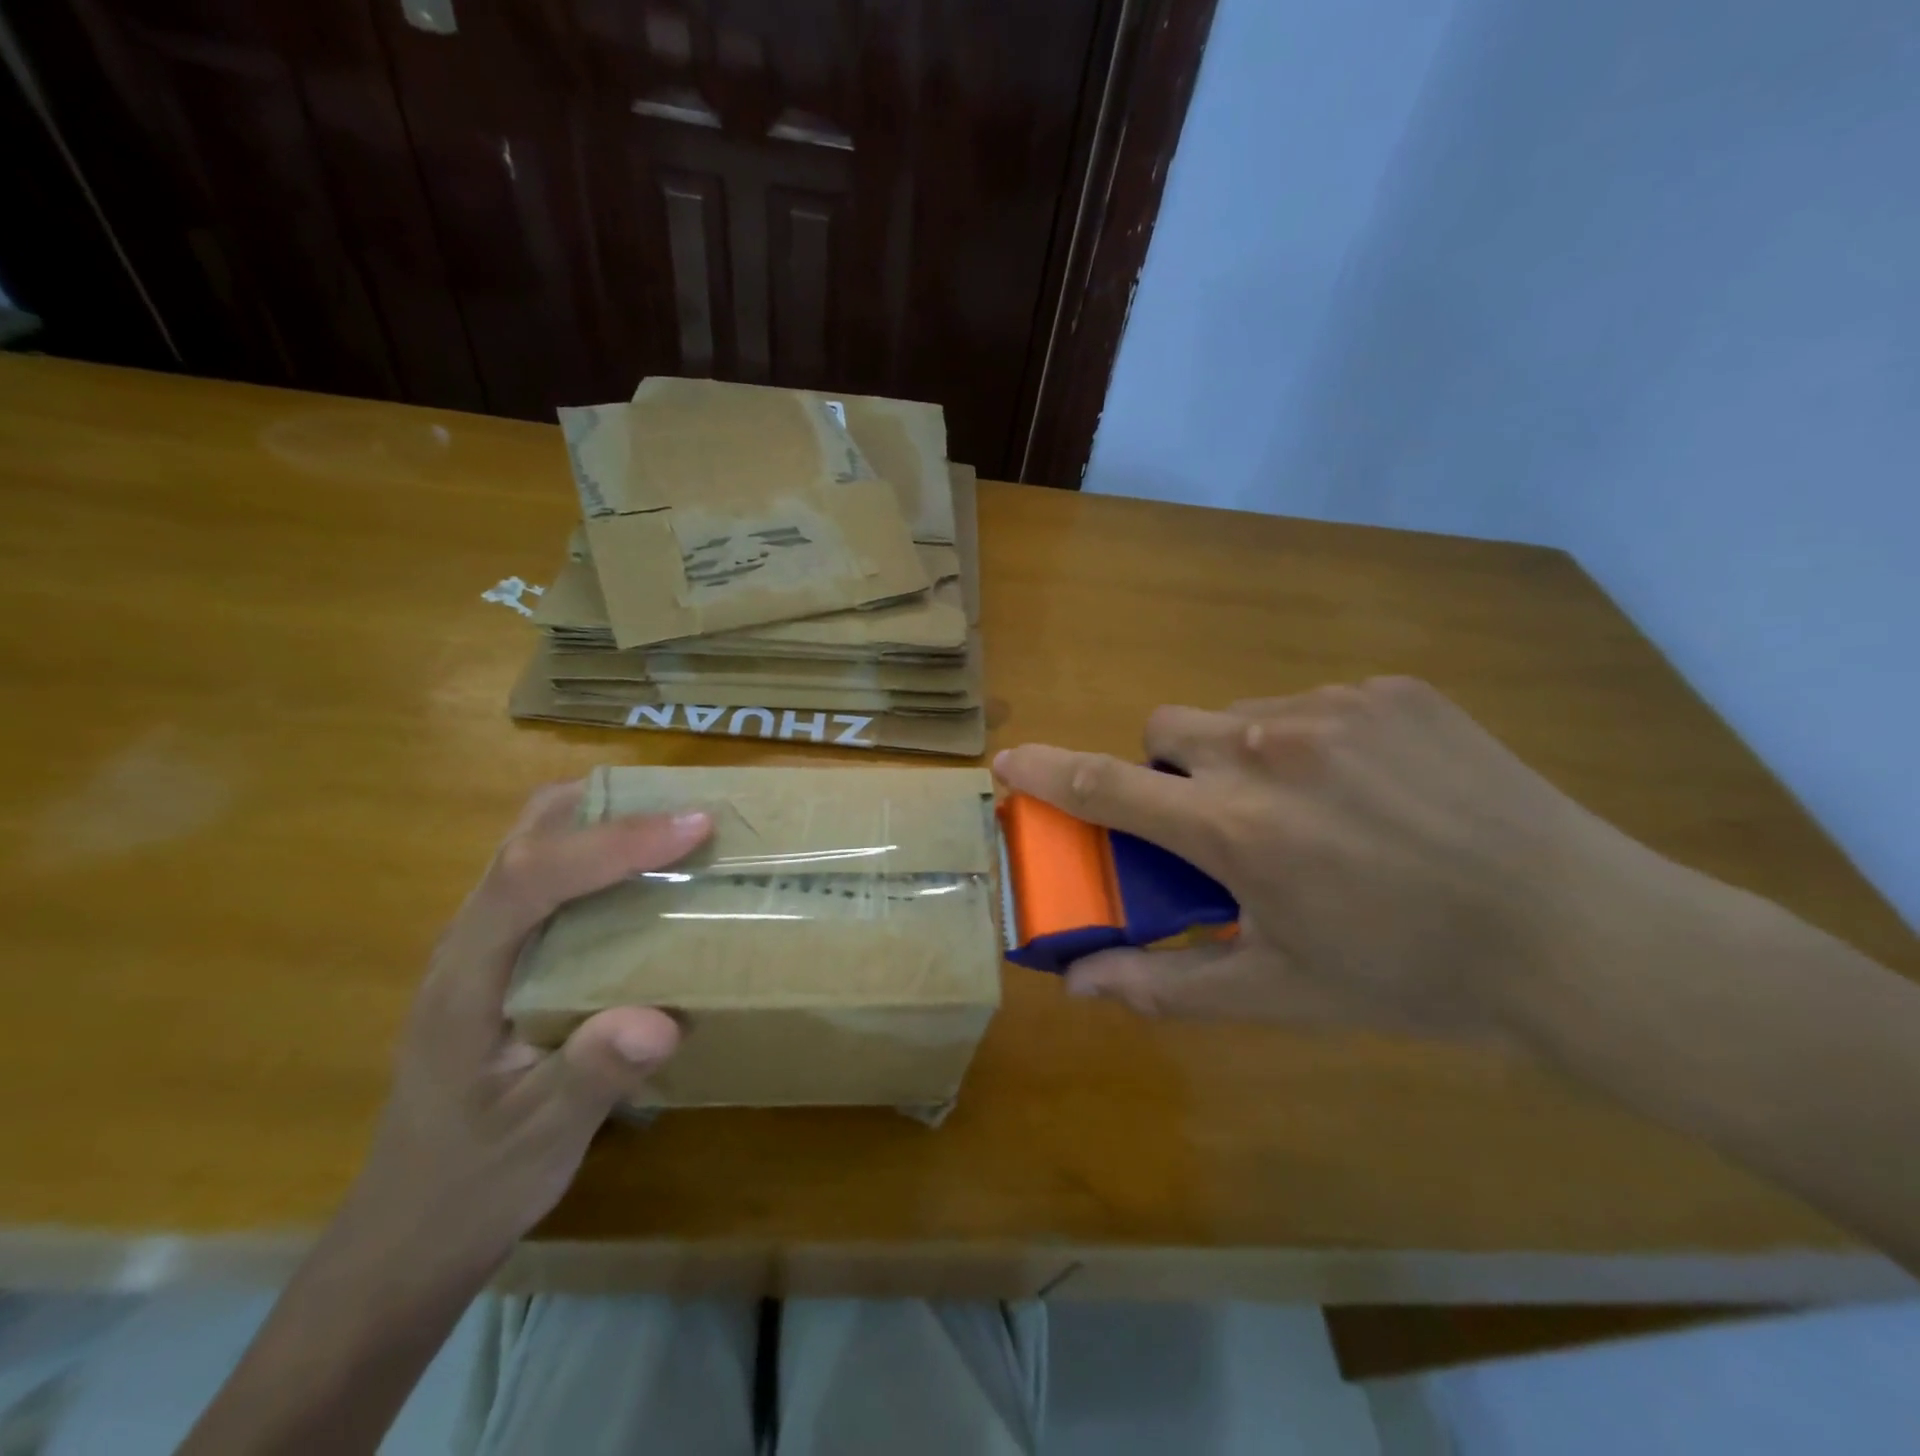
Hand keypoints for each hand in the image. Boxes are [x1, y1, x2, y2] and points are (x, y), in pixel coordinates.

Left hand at [337, 781, 711, 1278]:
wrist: (409, 1231)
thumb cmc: (471, 1184)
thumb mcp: (539, 1140)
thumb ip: (592, 1076)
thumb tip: (665, 1018)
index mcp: (466, 979)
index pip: (529, 879)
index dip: (612, 842)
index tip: (692, 826)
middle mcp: (467, 945)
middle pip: (524, 839)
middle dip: (604, 807)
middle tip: (686, 811)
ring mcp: (482, 950)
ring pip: (533, 850)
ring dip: (601, 824)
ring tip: (673, 831)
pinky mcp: (505, 961)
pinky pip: (551, 882)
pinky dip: (599, 858)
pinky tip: (644, 884)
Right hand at [994, 678, 1671, 1038]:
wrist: (1580, 932)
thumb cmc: (1414, 976)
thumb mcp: (1281, 993)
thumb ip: (1165, 984)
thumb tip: (1078, 984)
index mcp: (1236, 827)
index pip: (1108, 787)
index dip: (1049, 772)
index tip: (1010, 761)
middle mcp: (1269, 747)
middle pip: (1166, 730)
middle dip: (1168, 771)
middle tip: (1217, 822)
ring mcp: (1334, 707)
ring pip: (1237, 714)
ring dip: (1241, 756)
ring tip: (1310, 812)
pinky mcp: (1390, 690)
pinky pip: (1308, 702)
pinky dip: (1307, 740)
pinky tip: (1371, 789)